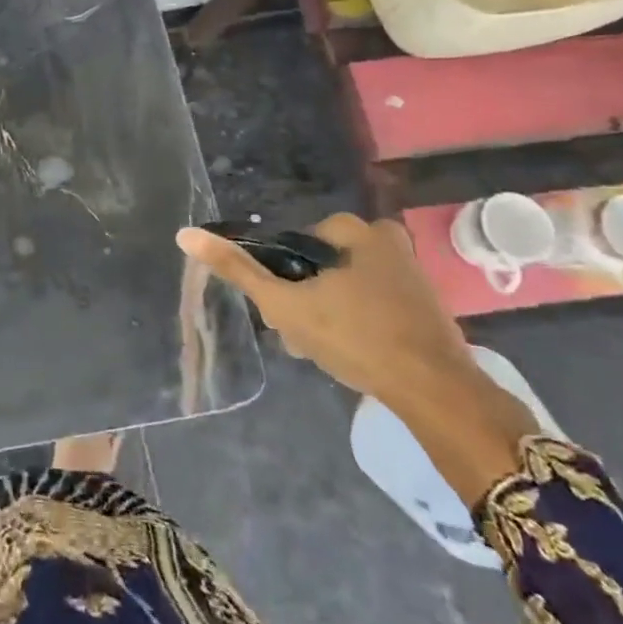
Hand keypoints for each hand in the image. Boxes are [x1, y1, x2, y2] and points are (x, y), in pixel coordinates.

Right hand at [178, 213, 472, 405]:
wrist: (436, 393)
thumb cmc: (355, 337)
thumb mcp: (285, 304)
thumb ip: (238, 269)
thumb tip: (186, 233)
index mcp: (357, 231)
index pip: (296, 244)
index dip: (282, 277)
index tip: (281, 311)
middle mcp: (388, 242)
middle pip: (322, 265)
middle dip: (304, 299)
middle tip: (300, 336)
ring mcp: (411, 275)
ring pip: (346, 286)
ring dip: (327, 313)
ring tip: (321, 351)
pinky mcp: (426, 306)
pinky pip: (373, 303)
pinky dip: (357, 322)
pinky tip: (352, 353)